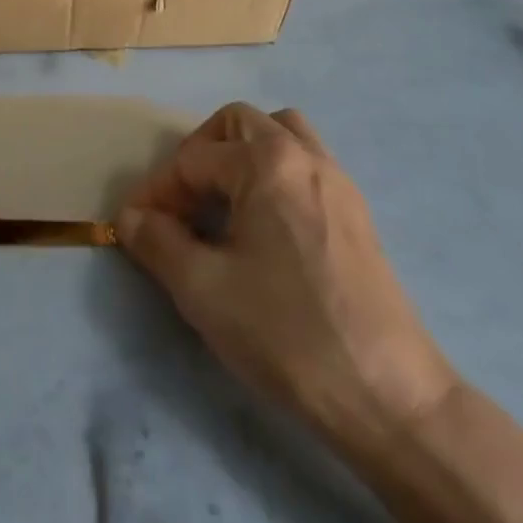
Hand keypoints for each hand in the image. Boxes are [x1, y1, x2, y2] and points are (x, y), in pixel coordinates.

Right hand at [117, 103, 457, 456]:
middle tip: (182, 201)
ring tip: (223, 202)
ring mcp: (338, 182)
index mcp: (267, 162)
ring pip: (281, 134)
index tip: (136, 225)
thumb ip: (157, 242)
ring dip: (243, 154)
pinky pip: (306, 165)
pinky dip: (275, 175)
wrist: (390, 399)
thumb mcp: (203, 290)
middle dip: (201, 154)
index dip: (157, 190)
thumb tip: (131, 217)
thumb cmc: (287, 334)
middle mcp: (305, 155)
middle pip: (240, 123)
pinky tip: (264, 227)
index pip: (194, 159)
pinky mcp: (358, 214)